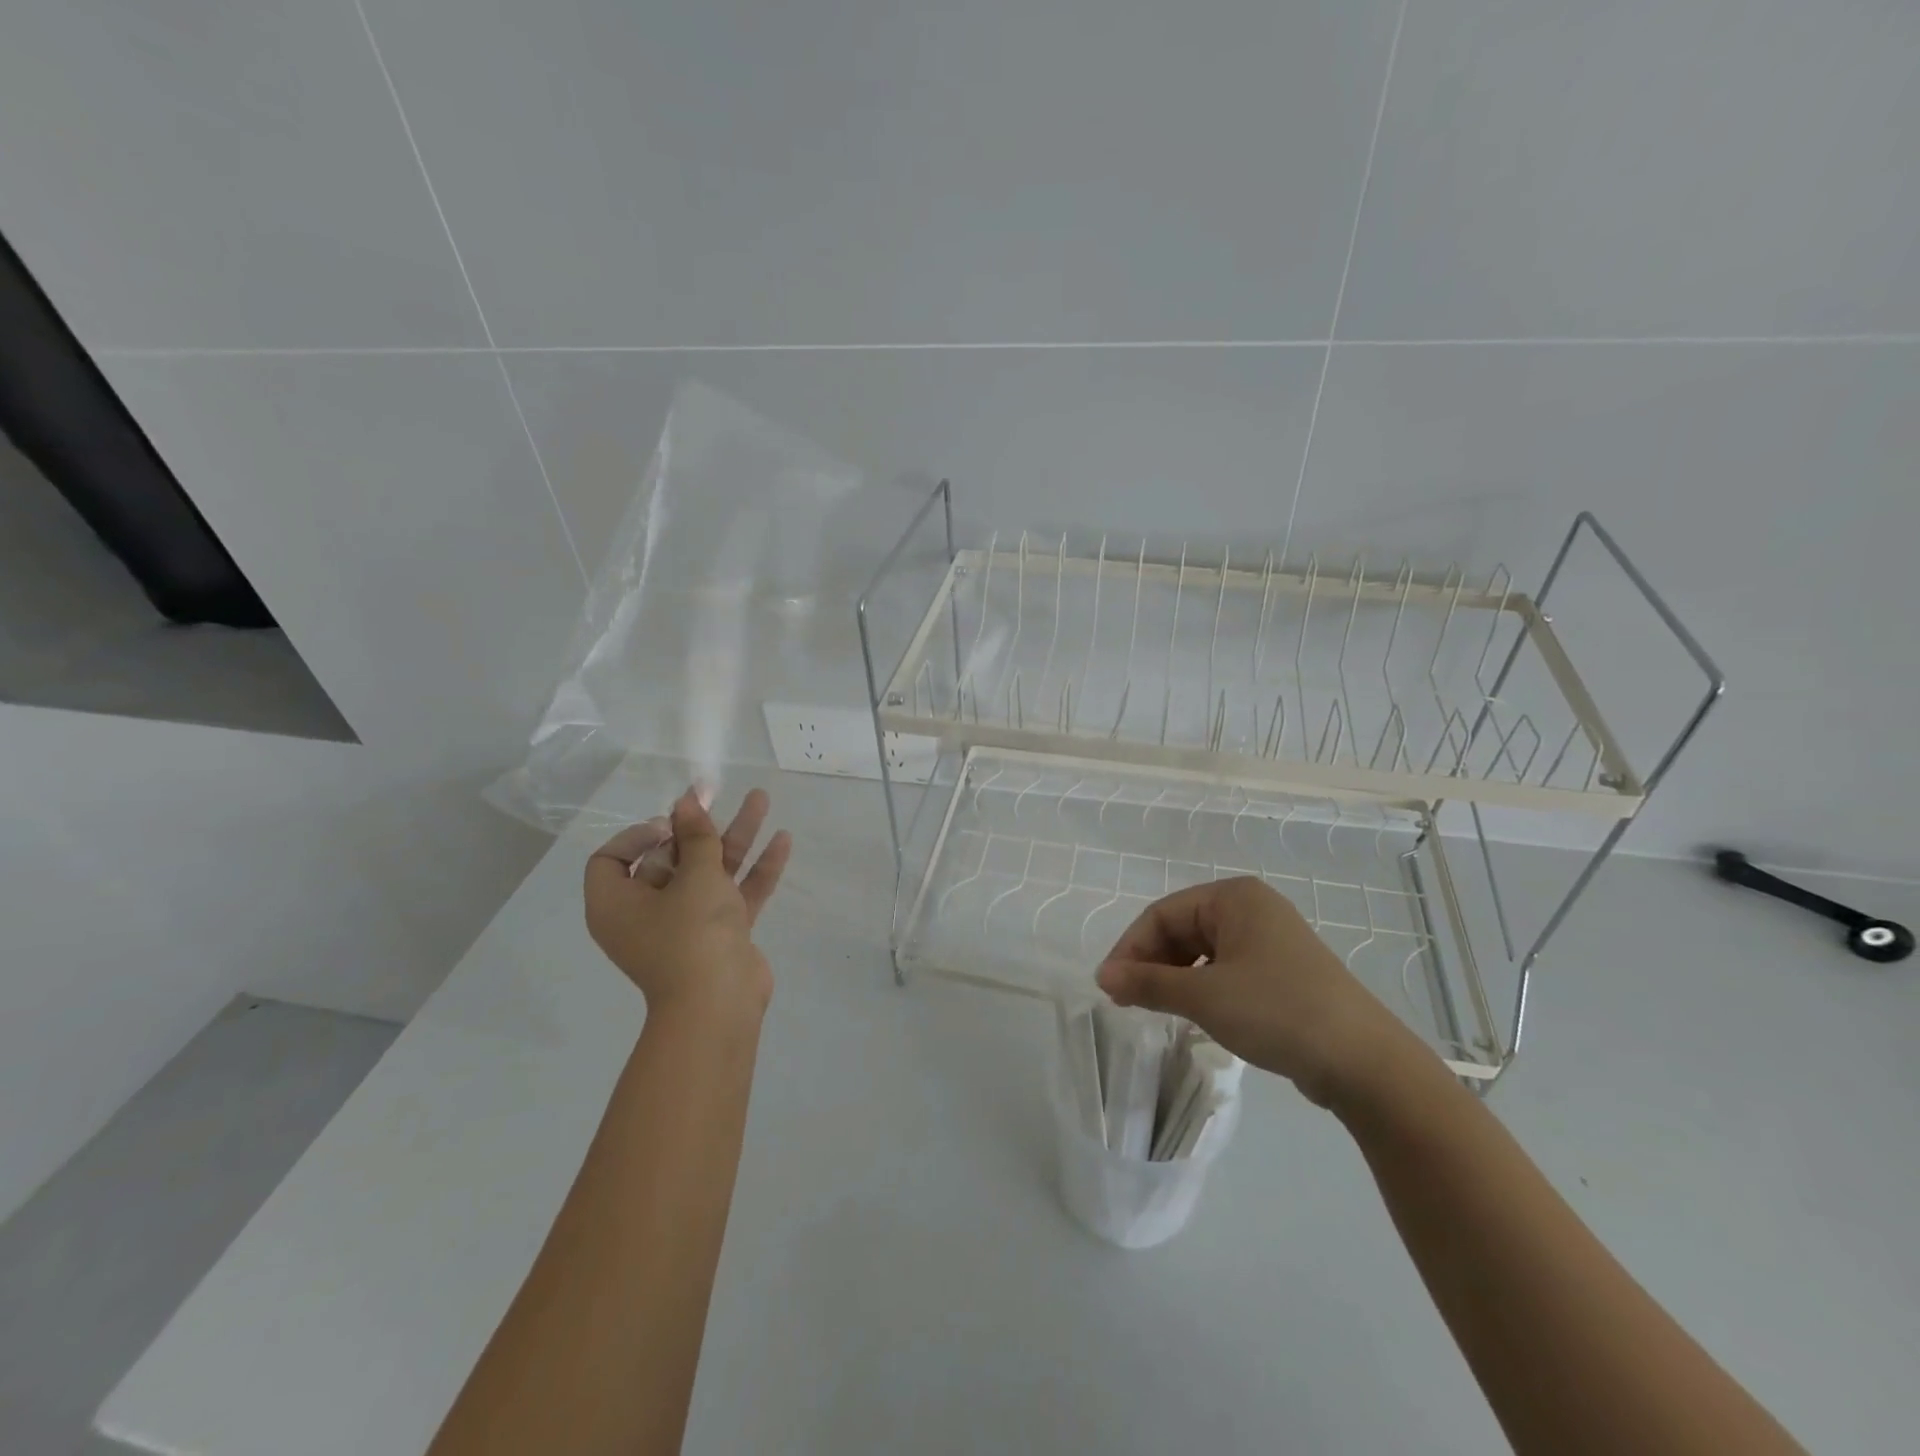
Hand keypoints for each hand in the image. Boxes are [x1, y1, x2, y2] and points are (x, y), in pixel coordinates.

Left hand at [585, 788, 791, 1021]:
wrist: (719, 1004)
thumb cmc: (691, 934)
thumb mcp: (694, 876)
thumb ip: (696, 836)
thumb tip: (686, 801)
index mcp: (618, 904)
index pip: (611, 859)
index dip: (638, 834)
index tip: (670, 824)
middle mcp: (648, 913)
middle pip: (670, 859)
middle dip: (701, 826)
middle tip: (719, 794)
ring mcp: (688, 925)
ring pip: (710, 872)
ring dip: (735, 837)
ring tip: (762, 800)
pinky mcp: (722, 934)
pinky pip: (736, 894)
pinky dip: (756, 869)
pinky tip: (783, 840)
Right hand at [1096, 876, 1432, 1107]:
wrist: (1364, 1062)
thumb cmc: (1277, 1011)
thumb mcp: (1204, 996)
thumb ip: (1147, 983)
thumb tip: (1102, 976)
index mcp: (1234, 897)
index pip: (1162, 913)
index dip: (1130, 948)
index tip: (1109, 986)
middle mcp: (1252, 908)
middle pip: (1182, 928)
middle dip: (1152, 963)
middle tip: (1129, 1001)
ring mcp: (1270, 940)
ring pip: (1202, 951)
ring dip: (1174, 977)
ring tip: (1157, 1009)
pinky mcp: (1282, 972)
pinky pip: (1226, 969)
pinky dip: (1202, 987)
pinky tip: (1195, 1013)